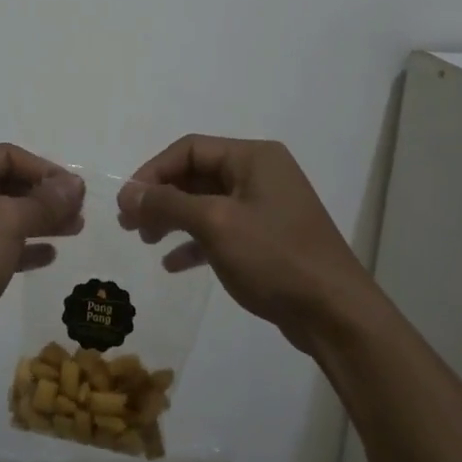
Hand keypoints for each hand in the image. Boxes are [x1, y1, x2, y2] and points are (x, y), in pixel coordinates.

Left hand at [0, 144, 83, 369]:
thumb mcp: (5, 225)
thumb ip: (43, 202)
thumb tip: (75, 184)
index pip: (6, 155)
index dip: (47, 171)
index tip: (78, 193)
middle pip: (1, 183)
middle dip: (43, 197)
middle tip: (78, 214)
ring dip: (35, 220)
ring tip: (73, 231)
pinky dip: (15, 244)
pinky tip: (45, 256)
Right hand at [117, 136, 374, 354]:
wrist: (334, 313)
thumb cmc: (274, 258)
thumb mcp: (215, 224)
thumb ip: (168, 204)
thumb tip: (128, 193)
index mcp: (254, 157)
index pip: (189, 149)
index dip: (153, 171)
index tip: (127, 202)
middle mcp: (261, 174)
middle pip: (197, 174)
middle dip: (161, 197)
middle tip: (129, 223)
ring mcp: (266, 207)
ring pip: (206, 203)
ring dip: (173, 218)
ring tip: (145, 240)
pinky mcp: (267, 239)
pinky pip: (221, 229)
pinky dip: (195, 242)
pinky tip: (172, 264)